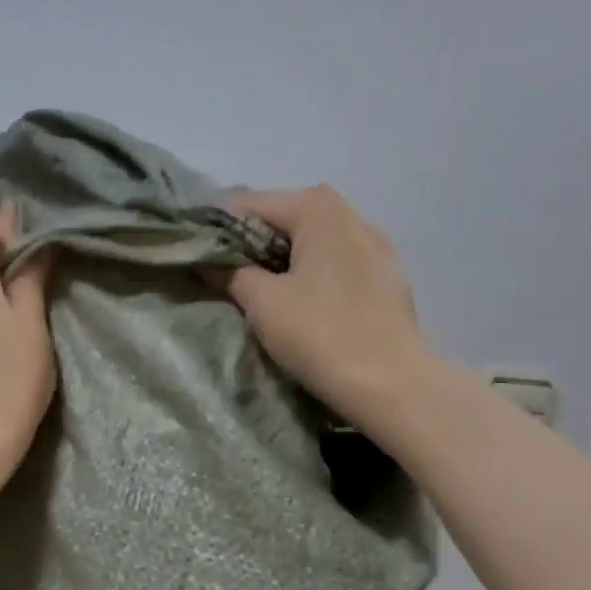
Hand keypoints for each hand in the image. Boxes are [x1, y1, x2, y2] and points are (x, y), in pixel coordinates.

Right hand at [211, 186, 426, 428]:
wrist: (393, 385)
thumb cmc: (321, 333)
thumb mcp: (262, 302)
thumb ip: (230, 272)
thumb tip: (207, 260)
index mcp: (318, 209)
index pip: (251, 204)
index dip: (218, 228)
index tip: (196, 255)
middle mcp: (351, 215)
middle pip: (285, 217)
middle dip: (251, 242)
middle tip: (223, 274)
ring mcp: (375, 246)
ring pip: (313, 241)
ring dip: (282, 258)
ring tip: (259, 289)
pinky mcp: (387, 277)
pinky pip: (336, 262)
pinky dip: (311, 272)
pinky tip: (301, 302)